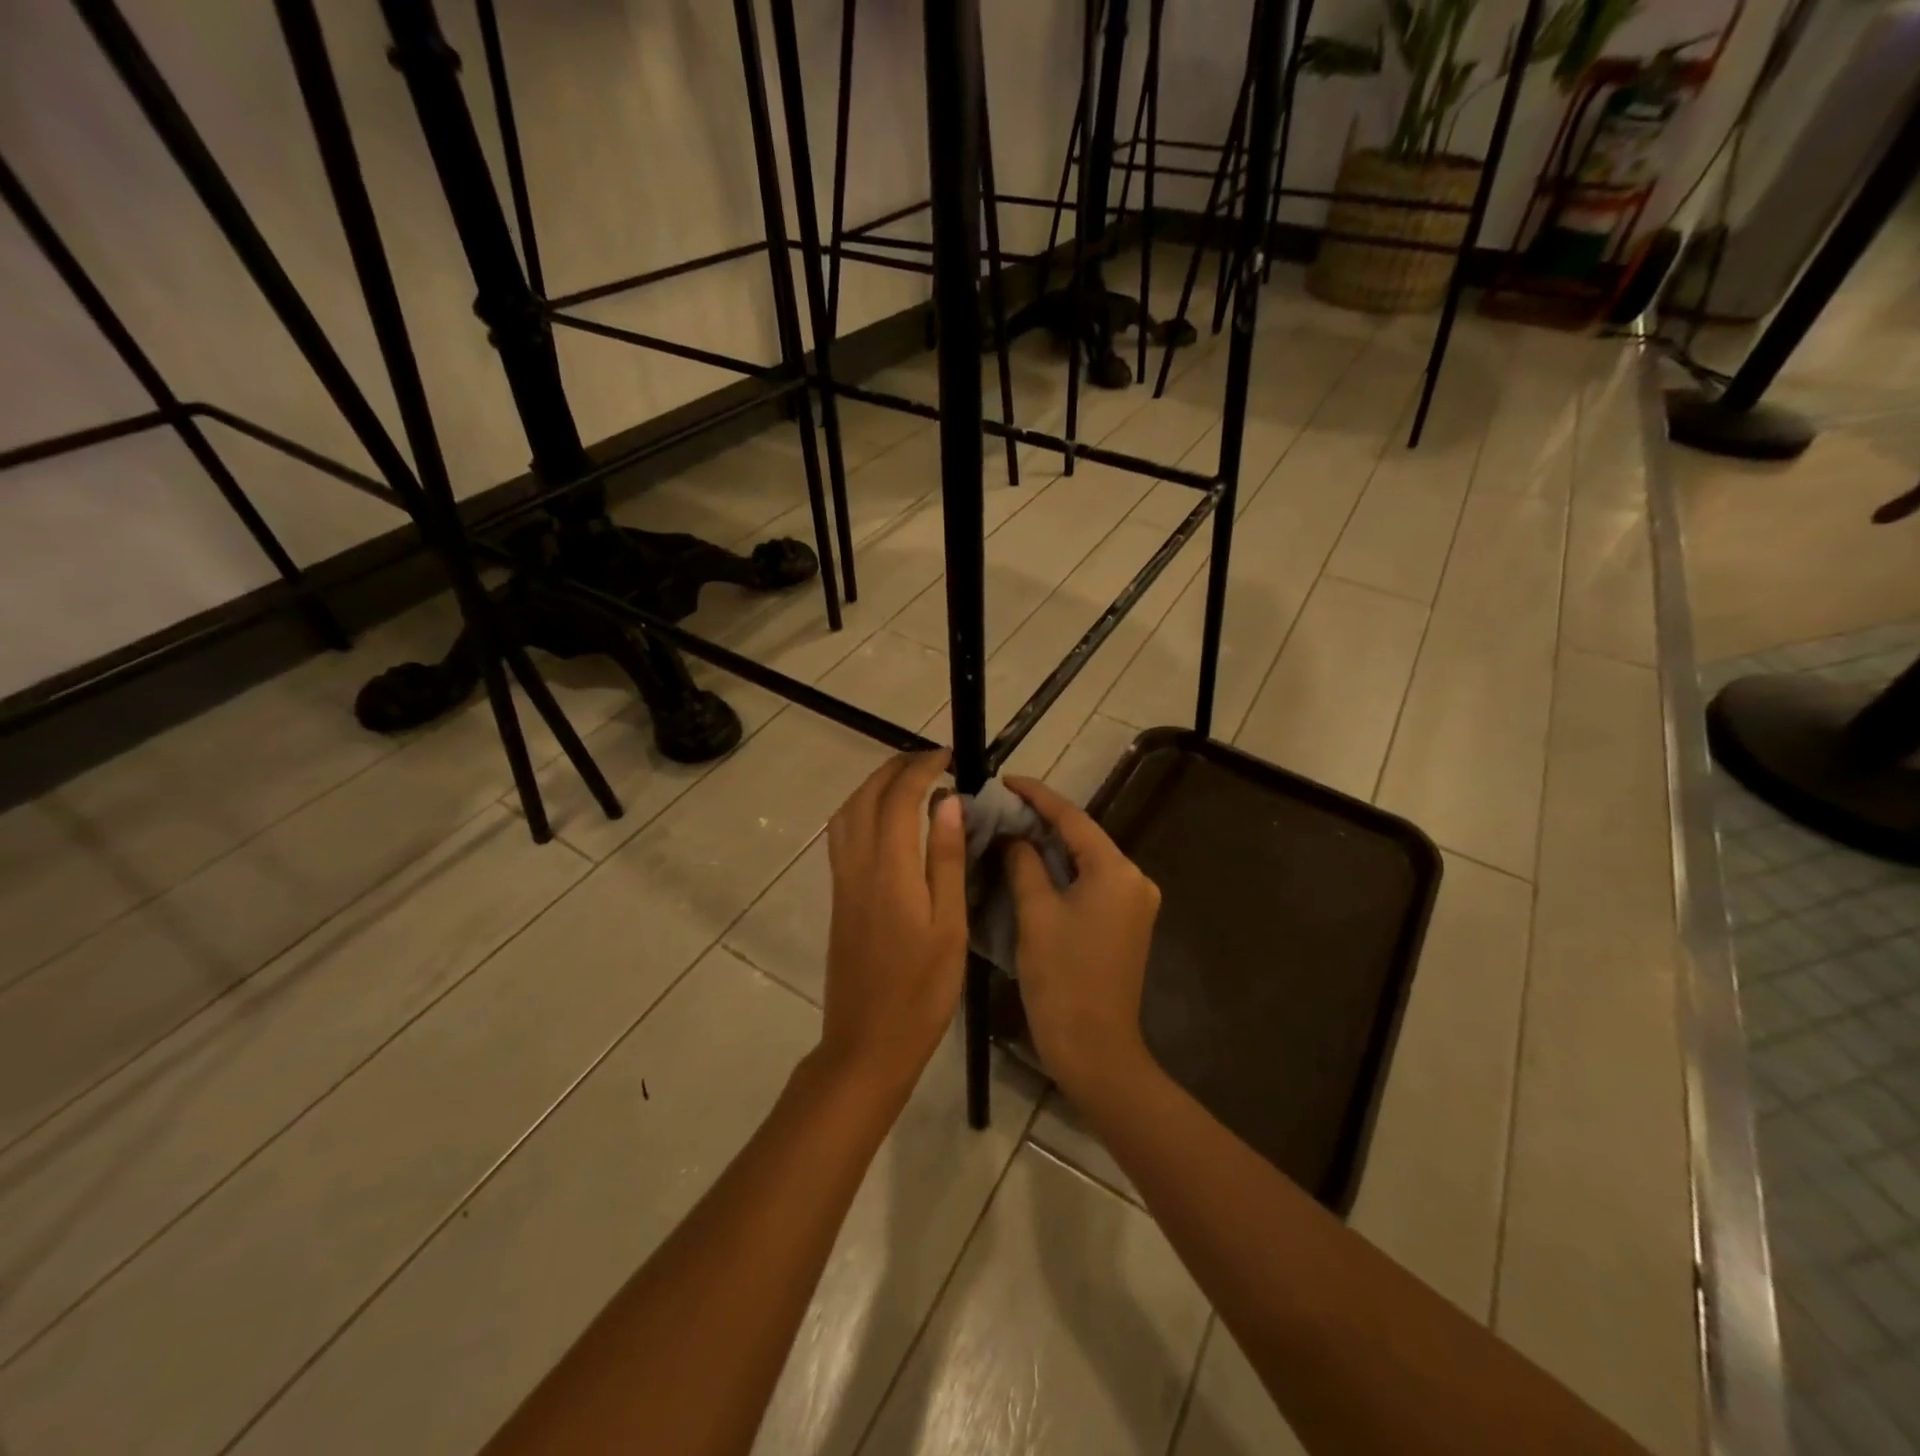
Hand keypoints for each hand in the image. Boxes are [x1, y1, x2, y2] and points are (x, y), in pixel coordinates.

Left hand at [819, 751, 967, 1102]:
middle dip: (895, 768)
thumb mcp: (948, 926)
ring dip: (873, 785)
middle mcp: (858, 865)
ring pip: (847, 813)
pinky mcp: (838, 898)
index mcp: (890, 869)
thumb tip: (948, 802)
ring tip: (908, 782)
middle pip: (866, 797)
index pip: (900, 798)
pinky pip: (842, 835)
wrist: (867, 1043)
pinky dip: (861, 810)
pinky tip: (884, 821)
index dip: (921, 769)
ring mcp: (843, 882)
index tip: (948, 757)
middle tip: (930, 761)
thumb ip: (945, 860)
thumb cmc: (921, 991)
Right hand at [1003, 777, 1160, 1103]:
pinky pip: (1091, 883)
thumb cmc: (1062, 978)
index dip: (1037, 796)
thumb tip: (1014, 836)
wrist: (1095, 1049)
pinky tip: (1032, 866)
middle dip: (1043, 820)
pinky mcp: (1126, 924)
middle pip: (1083, 837)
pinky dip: (1063, 872)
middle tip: (1001, 807)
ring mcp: (1134, 903)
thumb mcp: (1036, 913)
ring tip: (1010, 830)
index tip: (1005, 780)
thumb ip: (1024, 863)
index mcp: (1116, 871)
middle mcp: (1134, 879)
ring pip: (1086, 861)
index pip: (1072, 818)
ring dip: (1051, 847)